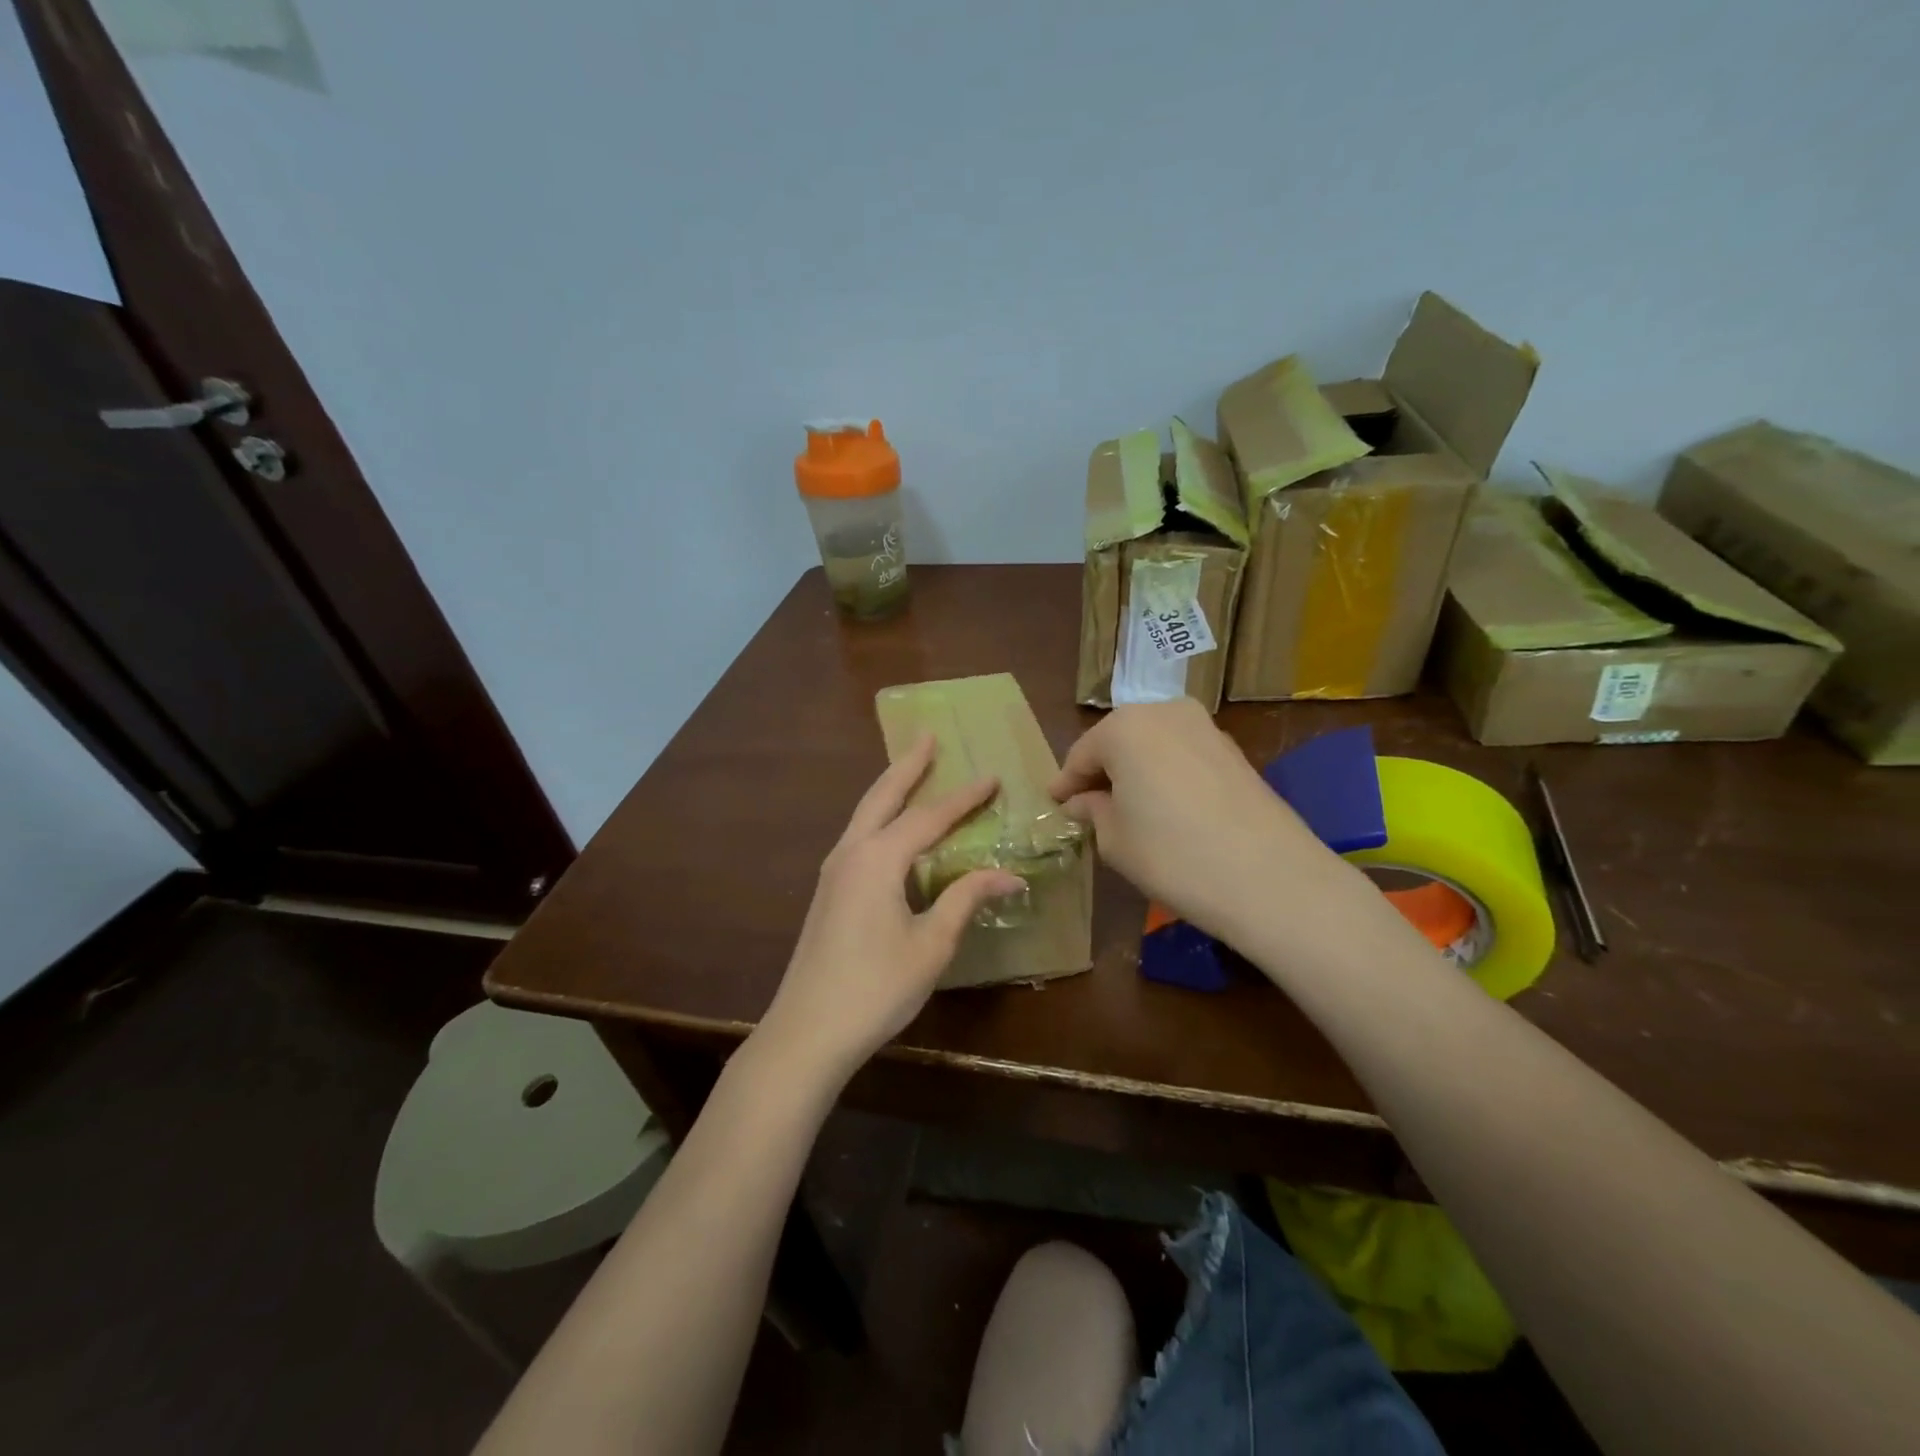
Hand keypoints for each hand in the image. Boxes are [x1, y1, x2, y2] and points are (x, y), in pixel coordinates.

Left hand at [757, 734, 1022, 1084]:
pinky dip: (879, 816)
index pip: (929, 817)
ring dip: (890, 788)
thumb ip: (966, 900)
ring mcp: (833, 872)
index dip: (964, 798)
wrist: (807, 1031)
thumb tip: (1009, 875)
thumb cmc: (876, 988)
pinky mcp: (828, 891)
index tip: (991, 776)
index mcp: (878, 859)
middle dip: (908, 766)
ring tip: (912, 770)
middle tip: (929, 737)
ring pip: (865, 814)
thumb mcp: (931, 944)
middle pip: (882, 795)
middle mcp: (851, 853)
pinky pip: (859, 836)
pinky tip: (891, 828)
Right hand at [1049, 700, 1353, 944]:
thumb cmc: (1173, 855)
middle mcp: (1164, 712)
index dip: (1065, 786)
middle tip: (1089, 809)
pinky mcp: (1234, 751)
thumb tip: (1082, 803)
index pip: (1081, 755)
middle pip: (1118, 742)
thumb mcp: (1115, 840)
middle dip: (1102, 774)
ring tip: (1128, 811)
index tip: (1054, 807)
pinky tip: (1167, 811)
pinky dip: (1167, 776)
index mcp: (1124, 726)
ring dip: (1136, 773)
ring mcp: (1205, 727)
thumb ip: (1092, 812)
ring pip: (1153, 747)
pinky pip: (1183, 757)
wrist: (1270, 878)